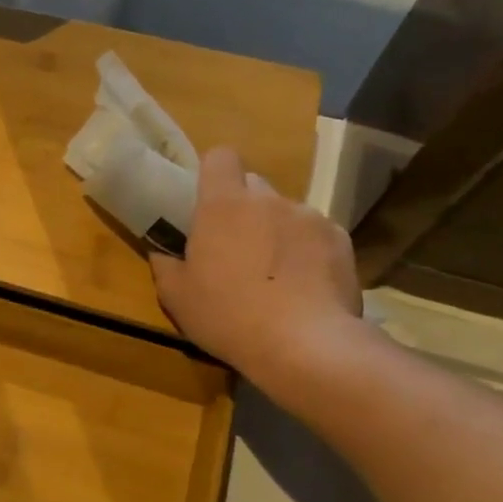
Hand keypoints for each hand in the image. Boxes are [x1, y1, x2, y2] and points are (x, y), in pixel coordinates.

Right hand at [151, 147, 363, 397]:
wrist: (304, 344)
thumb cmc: (227, 316)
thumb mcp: (176, 297)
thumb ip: (165, 265)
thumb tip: (162, 251)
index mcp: (223, 205)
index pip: (220, 157)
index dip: (213, 172)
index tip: (206, 200)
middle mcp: (268, 199)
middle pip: (253, 185)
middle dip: (243, 208)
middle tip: (235, 247)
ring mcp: (309, 217)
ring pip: (285, 211)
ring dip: (275, 231)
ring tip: (274, 274)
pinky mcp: (340, 239)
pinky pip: (316, 234)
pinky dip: (307, 251)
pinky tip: (303, 285)